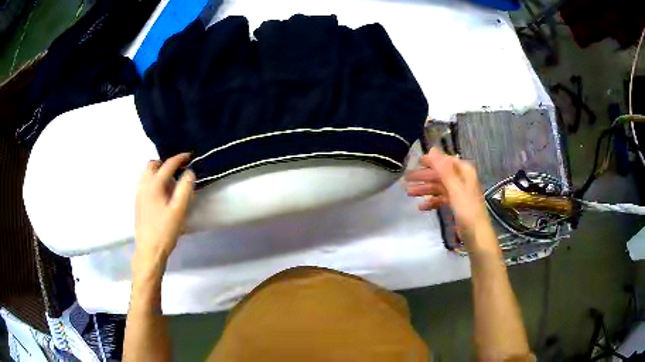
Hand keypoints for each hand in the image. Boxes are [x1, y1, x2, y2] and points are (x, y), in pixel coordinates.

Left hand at [134, 153, 194, 269]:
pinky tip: (162, 192)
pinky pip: (145, 181)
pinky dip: (154, 179)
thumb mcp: (179, 210)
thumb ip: (185, 188)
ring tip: (171, 180)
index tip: (190, 155)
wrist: (149, 250)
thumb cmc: (165, 230)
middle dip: (166, 163)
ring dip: (159, 170)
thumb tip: (189, 172)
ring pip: (147, 173)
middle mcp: (143, 184)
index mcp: (153, 184)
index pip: (168, 164)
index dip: (180, 158)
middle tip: (179, 169)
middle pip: (153, 164)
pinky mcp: (138, 201)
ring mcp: (138, 193)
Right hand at [405, 147, 492, 245]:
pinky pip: (441, 199)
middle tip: (406, 178)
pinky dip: (431, 202)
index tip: (416, 162)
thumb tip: (432, 149)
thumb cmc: (468, 211)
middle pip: (440, 175)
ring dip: (425, 189)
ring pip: (439, 187)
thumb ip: (444, 170)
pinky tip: (421, 207)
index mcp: (465, 172)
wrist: (477, 236)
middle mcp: (462, 180)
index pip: (446, 161)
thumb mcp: (455, 189)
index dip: (431, 161)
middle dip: (424, 177)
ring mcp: (459, 193)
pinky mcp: (456, 206)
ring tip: (408, 193)